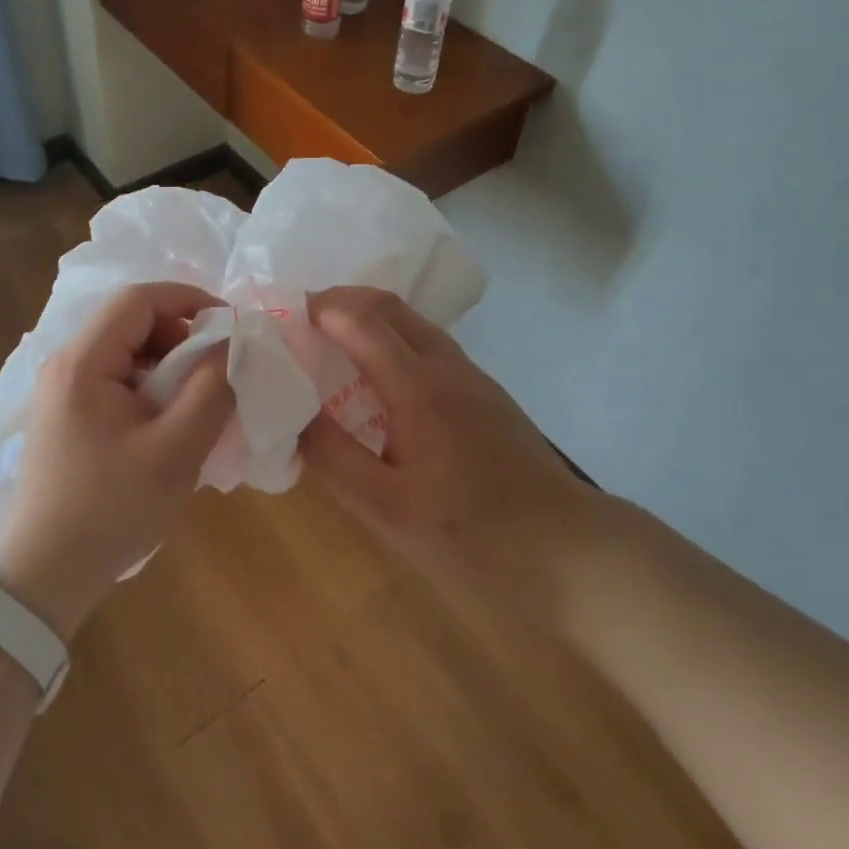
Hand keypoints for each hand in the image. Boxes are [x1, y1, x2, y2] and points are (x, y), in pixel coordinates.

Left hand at [0, 283, 232, 640]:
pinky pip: (119, 380)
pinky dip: (152, 388)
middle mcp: (66, 364)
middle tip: (216, 373)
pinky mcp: (68, 415)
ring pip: (128, 352)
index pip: (138, 299)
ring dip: (170, 365)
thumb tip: (231, 345)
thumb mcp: (175, 450)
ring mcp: (63, 391)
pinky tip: (171, 423)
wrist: (44, 575)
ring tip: (198, 402)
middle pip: (132, 323)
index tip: (229, 326)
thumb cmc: (110, 509)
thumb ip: (211, 389)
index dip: (188, 300)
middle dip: (182, 337)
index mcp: (83, 362)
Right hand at [297, 287, 589, 592]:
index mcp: (417, 386)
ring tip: (330, 341)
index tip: (280, 315)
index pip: (359, 321)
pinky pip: (428, 345)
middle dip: (341, 299)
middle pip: (389, 305)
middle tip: (300, 319)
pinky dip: (392, 338)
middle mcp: (445, 365)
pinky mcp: (485, 394)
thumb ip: (333, 457)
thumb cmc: (471, 533)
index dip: (318, 309)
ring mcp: (471, 376)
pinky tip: (378, 377)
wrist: (568, 549)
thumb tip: (290, 417)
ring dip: (368, 316)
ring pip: (413, 322)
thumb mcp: (387, 508)